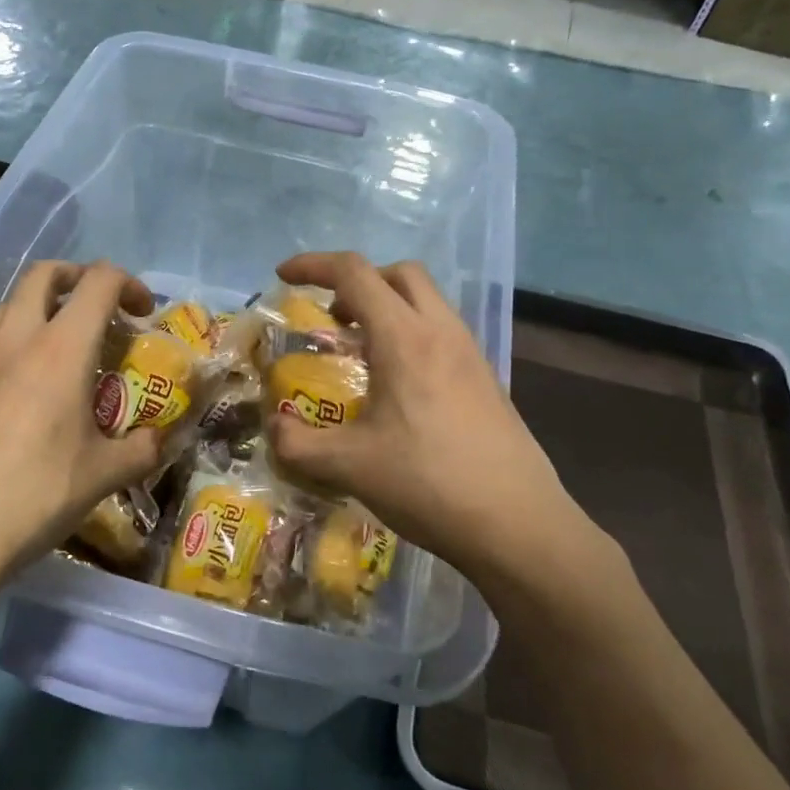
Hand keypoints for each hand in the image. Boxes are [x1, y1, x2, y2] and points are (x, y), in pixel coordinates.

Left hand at [0, 261, 163, 581]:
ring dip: (43, 305)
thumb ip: (142, 450)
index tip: (143, 313)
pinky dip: (16, 339)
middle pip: (44, 274)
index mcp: (61, 349)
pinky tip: (27, 388)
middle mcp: (16, 339)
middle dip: (78, 278)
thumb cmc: (34, 495)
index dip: (128, 284)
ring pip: (10, 303)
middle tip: (100, 310)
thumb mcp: (103, 476)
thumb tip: (161, 440)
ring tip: (64, 347)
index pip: (98, 282)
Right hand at [266, 252, 621, 594]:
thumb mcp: (348, 467)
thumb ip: (297, 444)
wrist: (517, 523)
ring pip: (426, 300)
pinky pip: (442, 331)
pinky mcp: (486, 378)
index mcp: (404, 339)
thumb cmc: (428, 484)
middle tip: (332, 317)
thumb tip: (273, 429)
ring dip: (388, 307)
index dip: (313, 265)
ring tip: (361, 353)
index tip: (284, 276)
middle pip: (399, 274)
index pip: (354, 274)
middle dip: (358, 281)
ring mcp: (470, 354)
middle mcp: (440, 332)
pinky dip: (411, 333)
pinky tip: (398, 385)